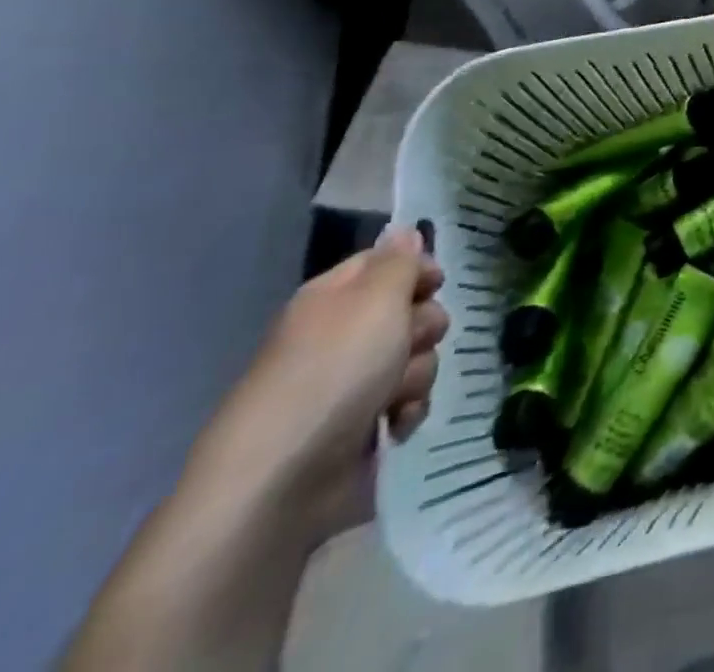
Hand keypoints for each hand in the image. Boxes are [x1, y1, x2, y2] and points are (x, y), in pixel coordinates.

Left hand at [200, 225, 448, 544]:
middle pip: (412, 310)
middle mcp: (342, 335)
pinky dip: (408, 412)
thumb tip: (405, 231)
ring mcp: (351, 383)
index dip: (417, 269)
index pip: (387, 262)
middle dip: (422, 328)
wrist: (280, 483)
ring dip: (417, 374)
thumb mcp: (376, 300)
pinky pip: (408, 401)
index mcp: (334, 298)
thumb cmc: (331, 374)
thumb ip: (398, 262)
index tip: (434, 284)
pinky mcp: (361, 426)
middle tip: (407, 345)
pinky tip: (395, 426)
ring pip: (417, 356)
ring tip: (393, 398)